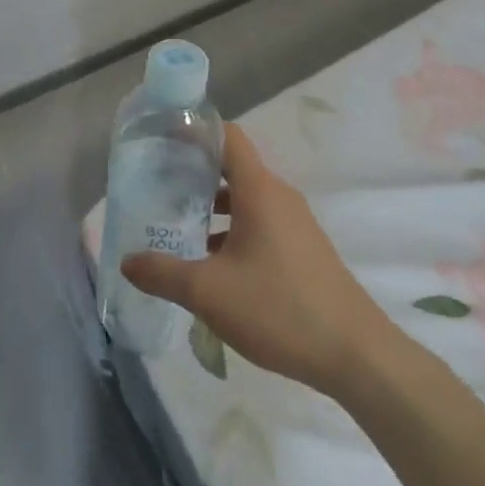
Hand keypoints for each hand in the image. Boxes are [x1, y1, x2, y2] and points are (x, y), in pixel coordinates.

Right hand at [122, 122, 394, 390]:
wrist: (358, 357)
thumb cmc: (280, 309)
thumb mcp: (209, 293)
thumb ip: (162, 273)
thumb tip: (126, 261)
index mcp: (259, 190)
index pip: (227, 135)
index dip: (195, 129)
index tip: (162, 136)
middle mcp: (278, 196)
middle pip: (232, 166)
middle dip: (194, 170)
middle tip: (158, 182)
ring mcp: (295, 223)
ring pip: (245, 198)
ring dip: (212, 204)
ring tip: (177, 222)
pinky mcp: (303, 250)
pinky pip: (260, 222)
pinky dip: (232, 228)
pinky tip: (211, 261)